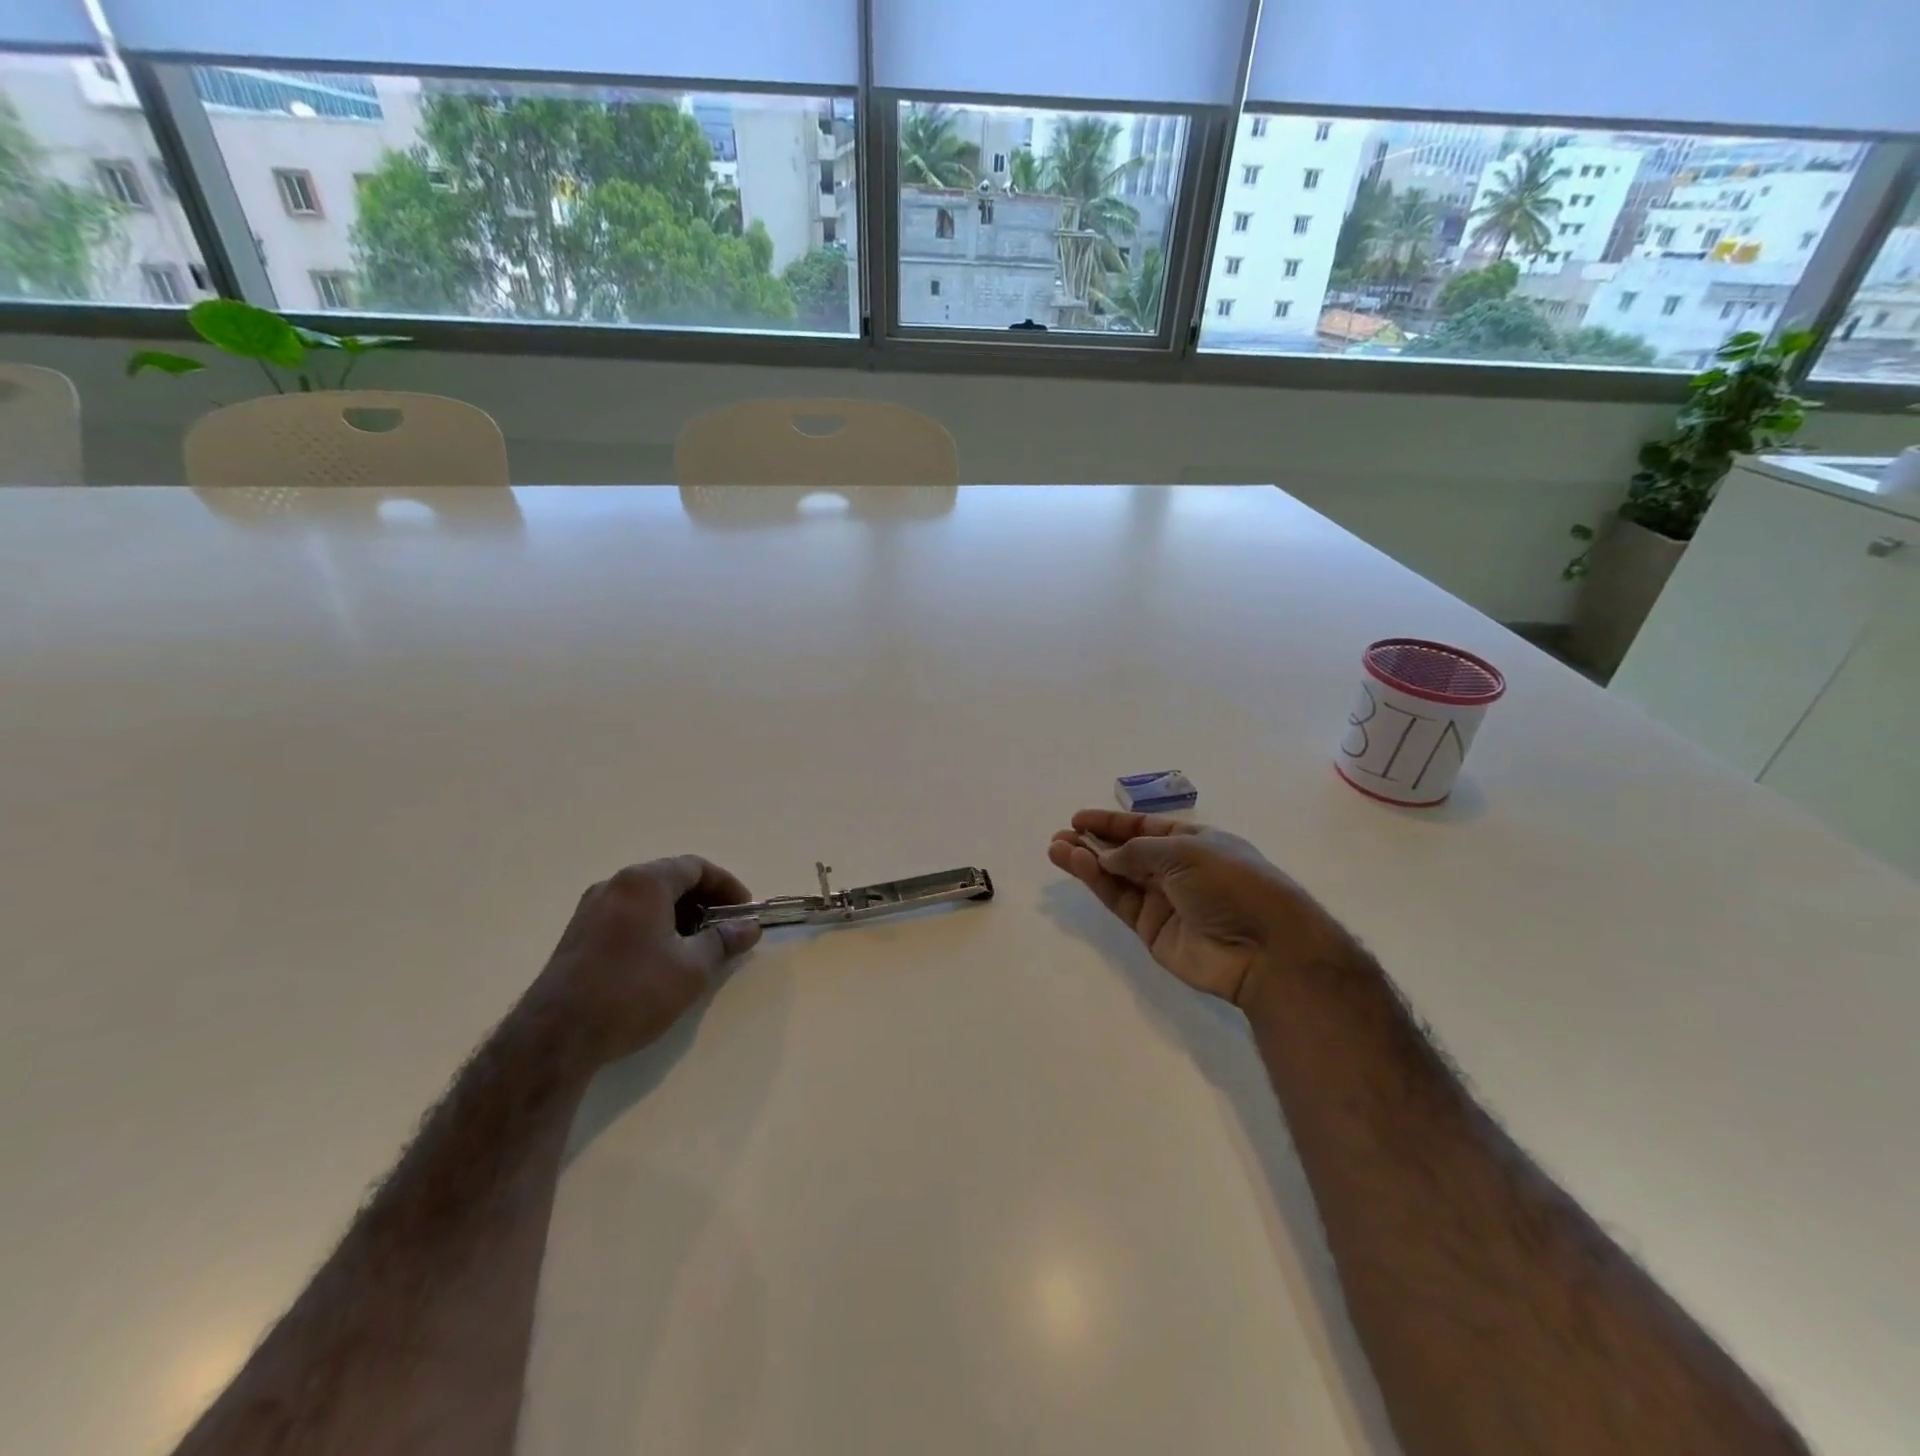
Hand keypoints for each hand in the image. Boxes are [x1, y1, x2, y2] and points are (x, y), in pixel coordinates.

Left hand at [523, 856, 762, 1068]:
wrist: (555, 1037)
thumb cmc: (632, 991)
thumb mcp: (692, 969)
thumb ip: (724, 941)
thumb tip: (749, 927)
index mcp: (644, 882)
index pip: (696, 867)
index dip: (727, 886)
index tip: (744, 913)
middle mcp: (615, 885)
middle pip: (670, 879)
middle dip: (705, 901)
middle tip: (726, 929)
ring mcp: (591, 909)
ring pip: (648, 899)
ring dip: (680, 915)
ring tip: (699, 947)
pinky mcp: (578, 935)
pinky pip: (627, 916)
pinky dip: (654, 926)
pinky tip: (663, 958)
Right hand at [1047, 811, 1349, 1009]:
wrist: (1264, 949)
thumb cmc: (1232, 884)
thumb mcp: (1186, 851)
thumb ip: (1139, 852)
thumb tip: (1106, 856)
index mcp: (1194, 842)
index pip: (1145, 827)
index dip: (1112, 823)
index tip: (1078, 819)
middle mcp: (1176, 869)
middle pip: (1127, 851)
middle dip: (1093, 842)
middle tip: (1060, 835)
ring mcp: (1163, 901)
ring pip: (1117, 876)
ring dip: (1087, 861)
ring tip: (1055, 848)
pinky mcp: (1152, 930)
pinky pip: (1120, 900)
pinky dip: (1097, 883)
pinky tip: (1077, 866)